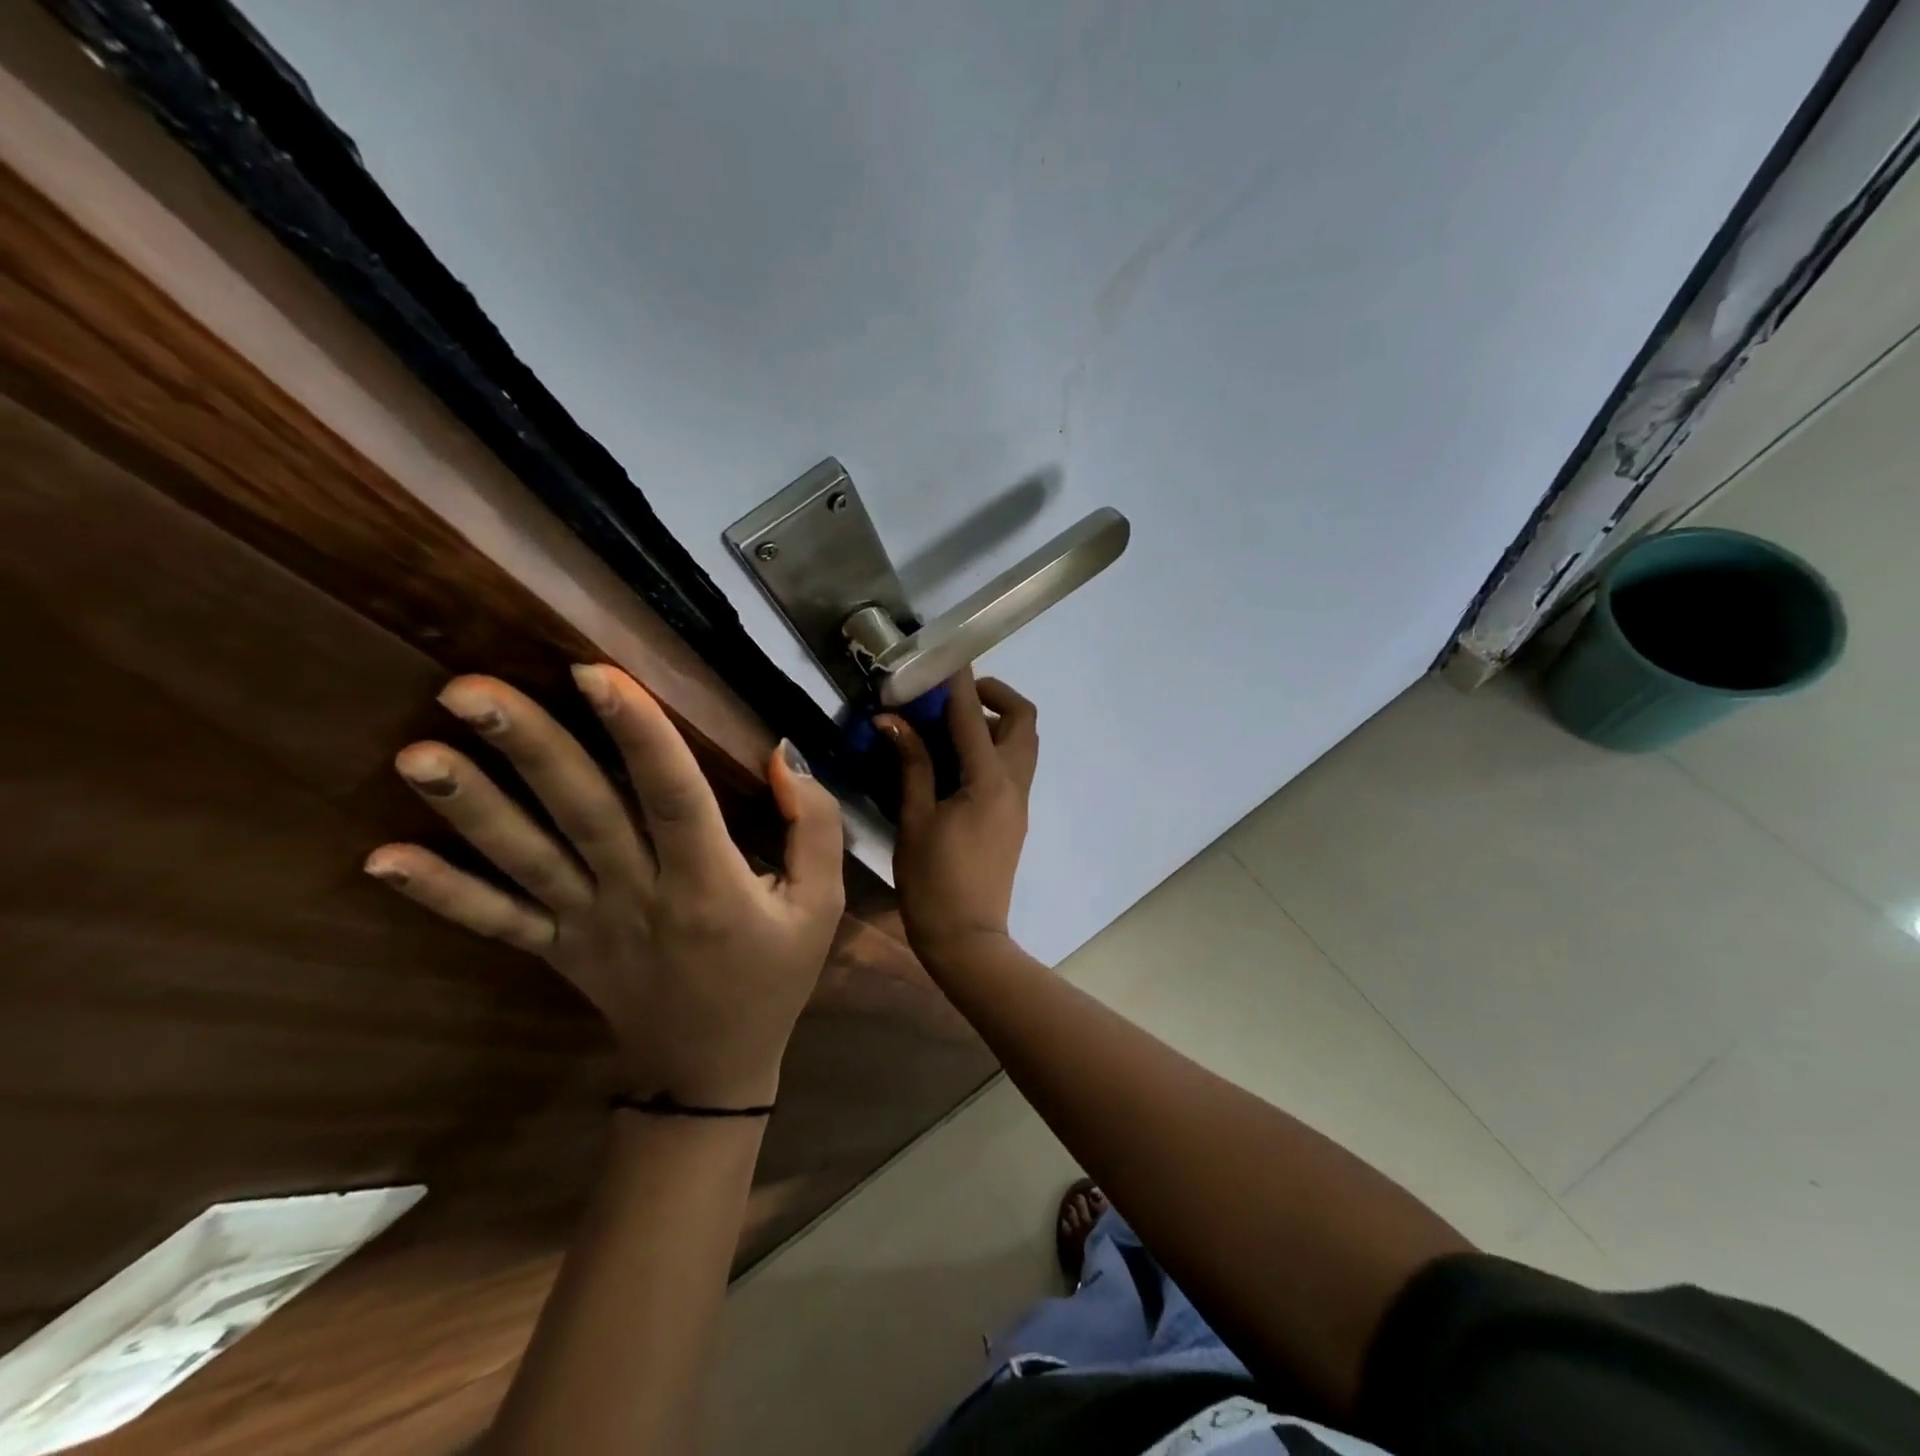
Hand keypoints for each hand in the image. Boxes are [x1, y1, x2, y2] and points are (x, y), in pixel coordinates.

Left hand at [363, 665, 844, 1107]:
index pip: (675, 798)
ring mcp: (587, 926)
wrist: (711, 1069)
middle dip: (531, 750)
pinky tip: (383, 860)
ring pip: (526, 860)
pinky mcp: (556, 950)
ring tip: (416, 753)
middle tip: (468, 690)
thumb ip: (814, 827)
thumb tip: (782, 756)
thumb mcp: (821, 905)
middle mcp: (639, 898)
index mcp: (709, 885)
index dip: (639, 735)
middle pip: (583, 815)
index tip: (595, 672)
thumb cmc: (773, 976)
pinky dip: (440, 893)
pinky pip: (495, 921)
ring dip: (471, 807)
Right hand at [877, 671, 1036, 966]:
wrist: (968, 939)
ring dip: (995, 721)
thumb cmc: (933, 882)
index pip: (973, 715)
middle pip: (1023, 719)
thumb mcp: (914, 821)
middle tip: (952, 697)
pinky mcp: (1015, 816)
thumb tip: (893, 721)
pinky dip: (992, 747)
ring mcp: (1019, 801)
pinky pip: (1013, 766)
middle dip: (994, 694)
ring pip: (1023, 742)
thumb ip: (910, 765)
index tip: (942, 657)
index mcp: (988, 781)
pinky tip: (954, 762)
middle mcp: (1013, 783)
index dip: (957, 681)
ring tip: (949, 727)